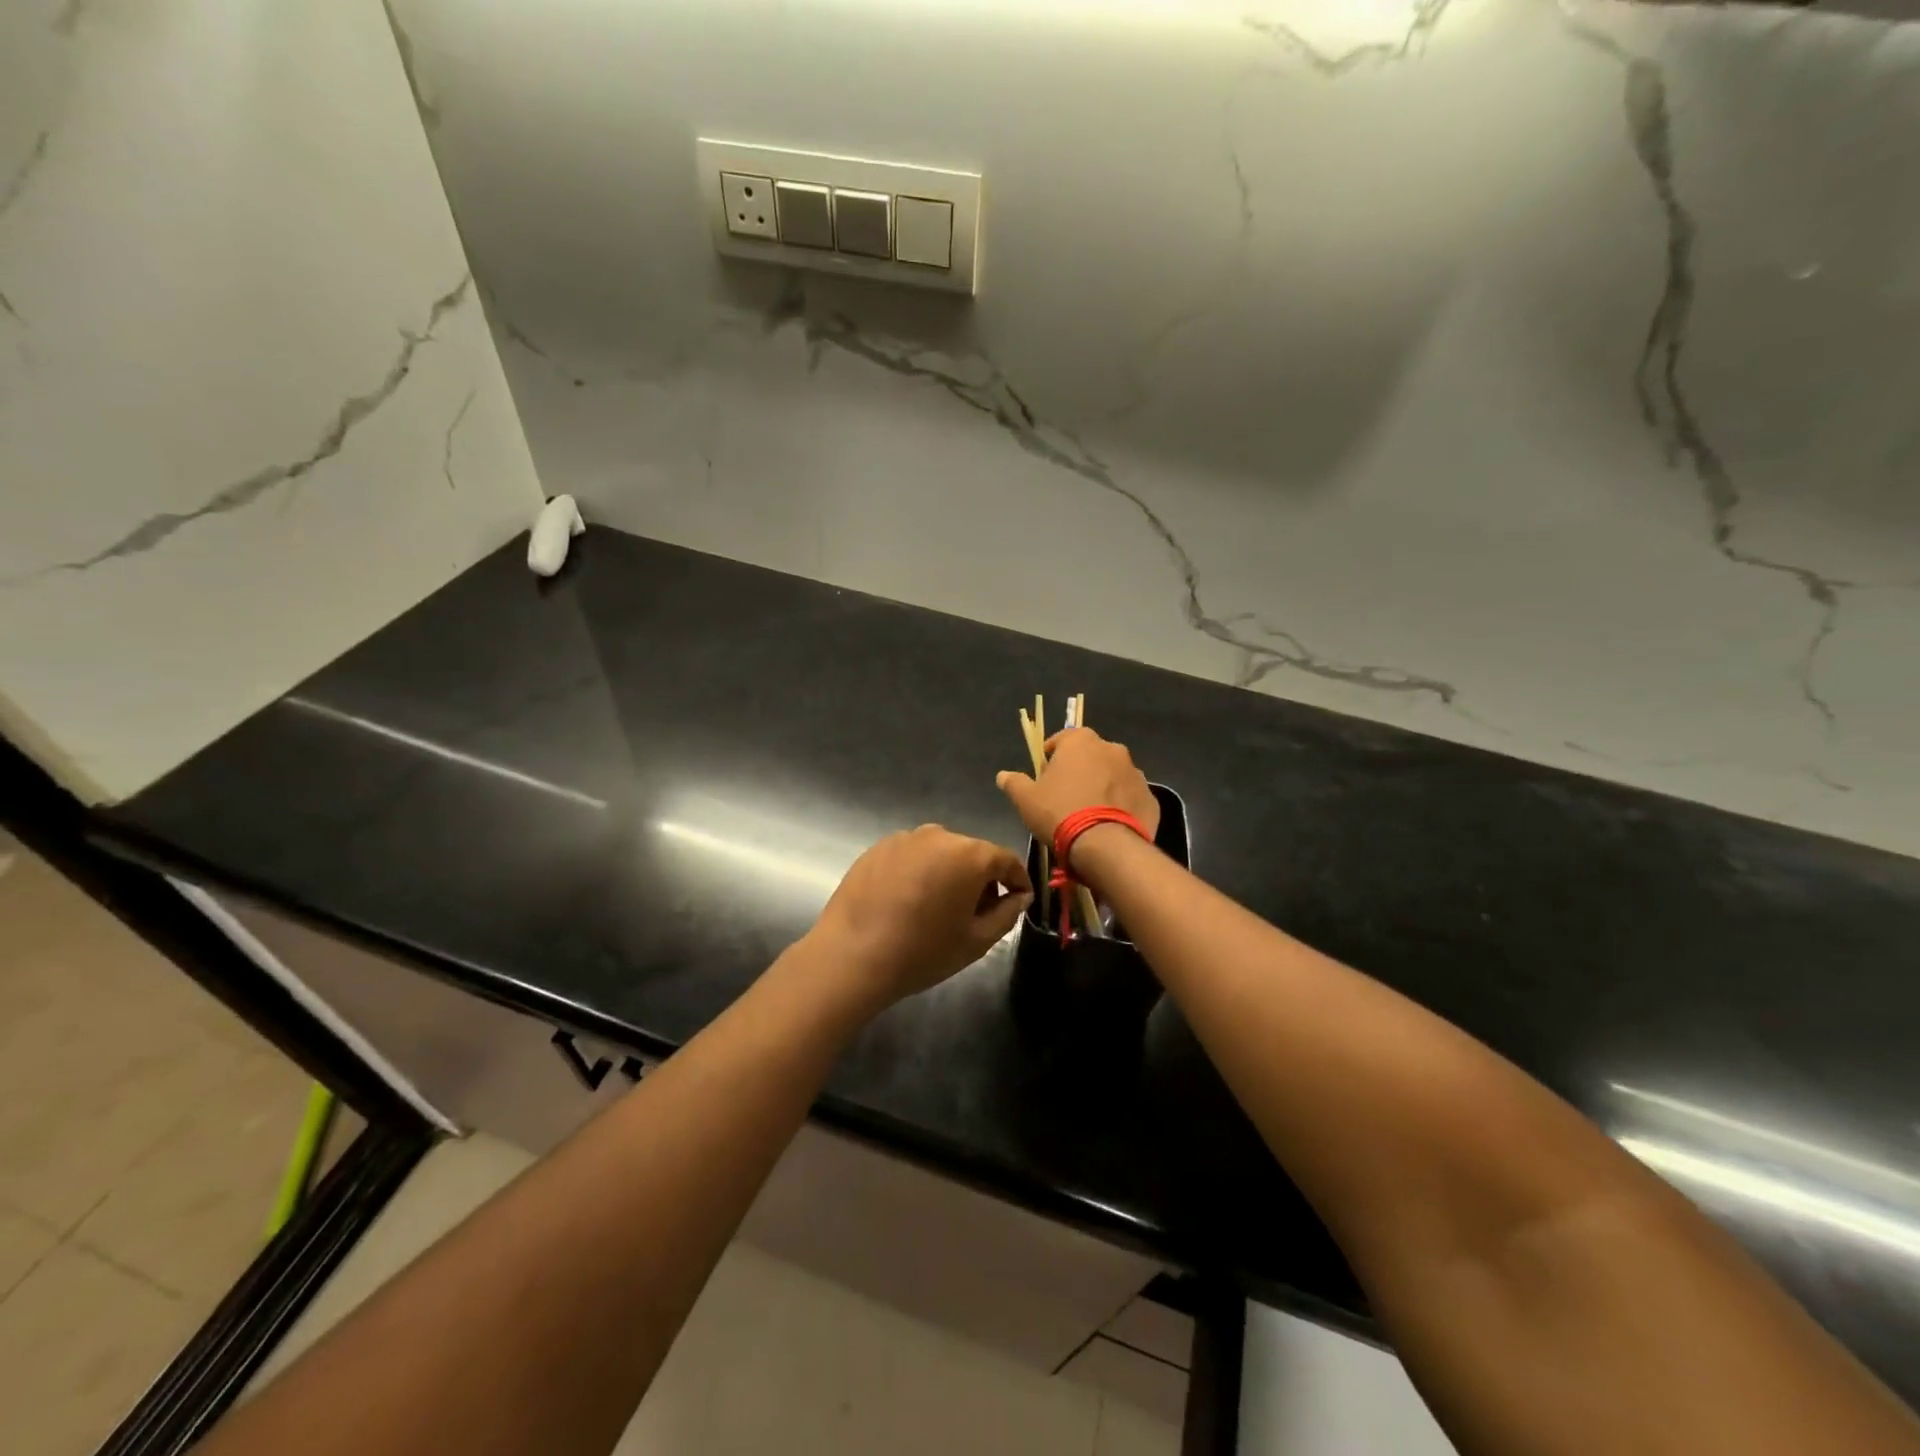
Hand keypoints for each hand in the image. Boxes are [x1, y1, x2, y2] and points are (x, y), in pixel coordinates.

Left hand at [811, 825, 1032, 1011]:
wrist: (851, 956)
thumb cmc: (922, 951)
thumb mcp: (976, 941)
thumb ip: (1007, 913)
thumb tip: (1019, 896)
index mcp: (969, 854)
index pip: (1006, 860)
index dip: (1018, 880)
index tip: (1020, 900)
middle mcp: (938, 835)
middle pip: (972, 853)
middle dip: (981, 879)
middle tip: (978, 913)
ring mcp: (904, 838)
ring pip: (940, 853)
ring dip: (948, 874)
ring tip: (939, 909)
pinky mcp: (877, 848)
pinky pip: (911, 856)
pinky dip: (919, 873)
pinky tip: (908, 903)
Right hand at [995, 728, 1159, 857]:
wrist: (1105, 845)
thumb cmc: (1060, 813)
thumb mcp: (1026, 799)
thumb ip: (1014, 783)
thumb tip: (1003, 775)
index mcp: (1081, 742)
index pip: (1063, 739)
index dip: (1052, 755)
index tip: (1045, 774)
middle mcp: (1112, 749)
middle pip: (1091, 755)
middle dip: (1080, 769)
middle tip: (1067, 795)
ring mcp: (1136, 773)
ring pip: (1113, 775)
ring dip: (1103, 786)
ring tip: (1090, 812)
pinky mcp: (1150, 798)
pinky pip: (1130, 797)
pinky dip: (1121, 805)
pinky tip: (1109, 825)